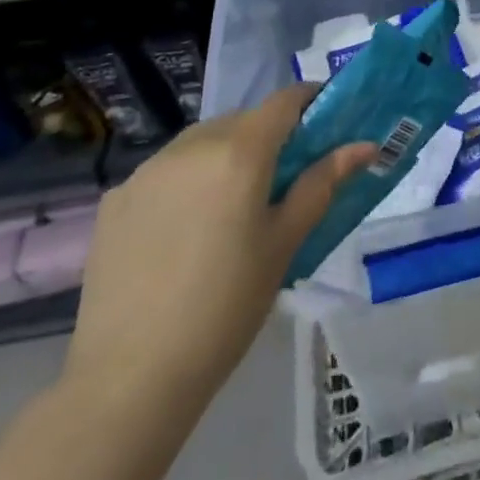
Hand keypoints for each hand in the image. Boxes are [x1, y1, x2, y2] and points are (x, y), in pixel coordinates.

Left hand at [62, 85, 374, 408]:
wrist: (130, 378)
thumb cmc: (227, 307)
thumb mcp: (284, 243)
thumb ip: (322, 184)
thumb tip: (364, 146)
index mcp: (239, 152)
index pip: (284, 100)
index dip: (309, 102)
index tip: (325, 121)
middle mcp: (191, 146)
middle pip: (242, 120)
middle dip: (268, 136)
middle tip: (282, 180)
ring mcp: (147, 170)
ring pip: (201, 143)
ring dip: (224, 156)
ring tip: (230, 209)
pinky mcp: (115, 199)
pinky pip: (165, 172)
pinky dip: (185, 183)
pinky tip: (184, 232)